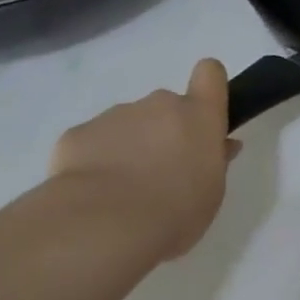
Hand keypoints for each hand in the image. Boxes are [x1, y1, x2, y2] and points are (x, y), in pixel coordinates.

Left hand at [47, 59, 238, 259]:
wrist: (103, 225)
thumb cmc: (174, 211)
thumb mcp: (211, 193)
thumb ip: (215, 162)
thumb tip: (221, 145)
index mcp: (198, 115)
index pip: (210, 73)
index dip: (208, 89)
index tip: (203, 116)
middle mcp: (158, 104)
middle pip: (166, 106)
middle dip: (164, 131)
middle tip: (160, 174)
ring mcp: (116, 115)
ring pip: (128, 125)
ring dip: (129, 147)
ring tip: (121, 192)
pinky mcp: (78, 133)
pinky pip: (93, 142)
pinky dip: (94, 161)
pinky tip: (92, 194)